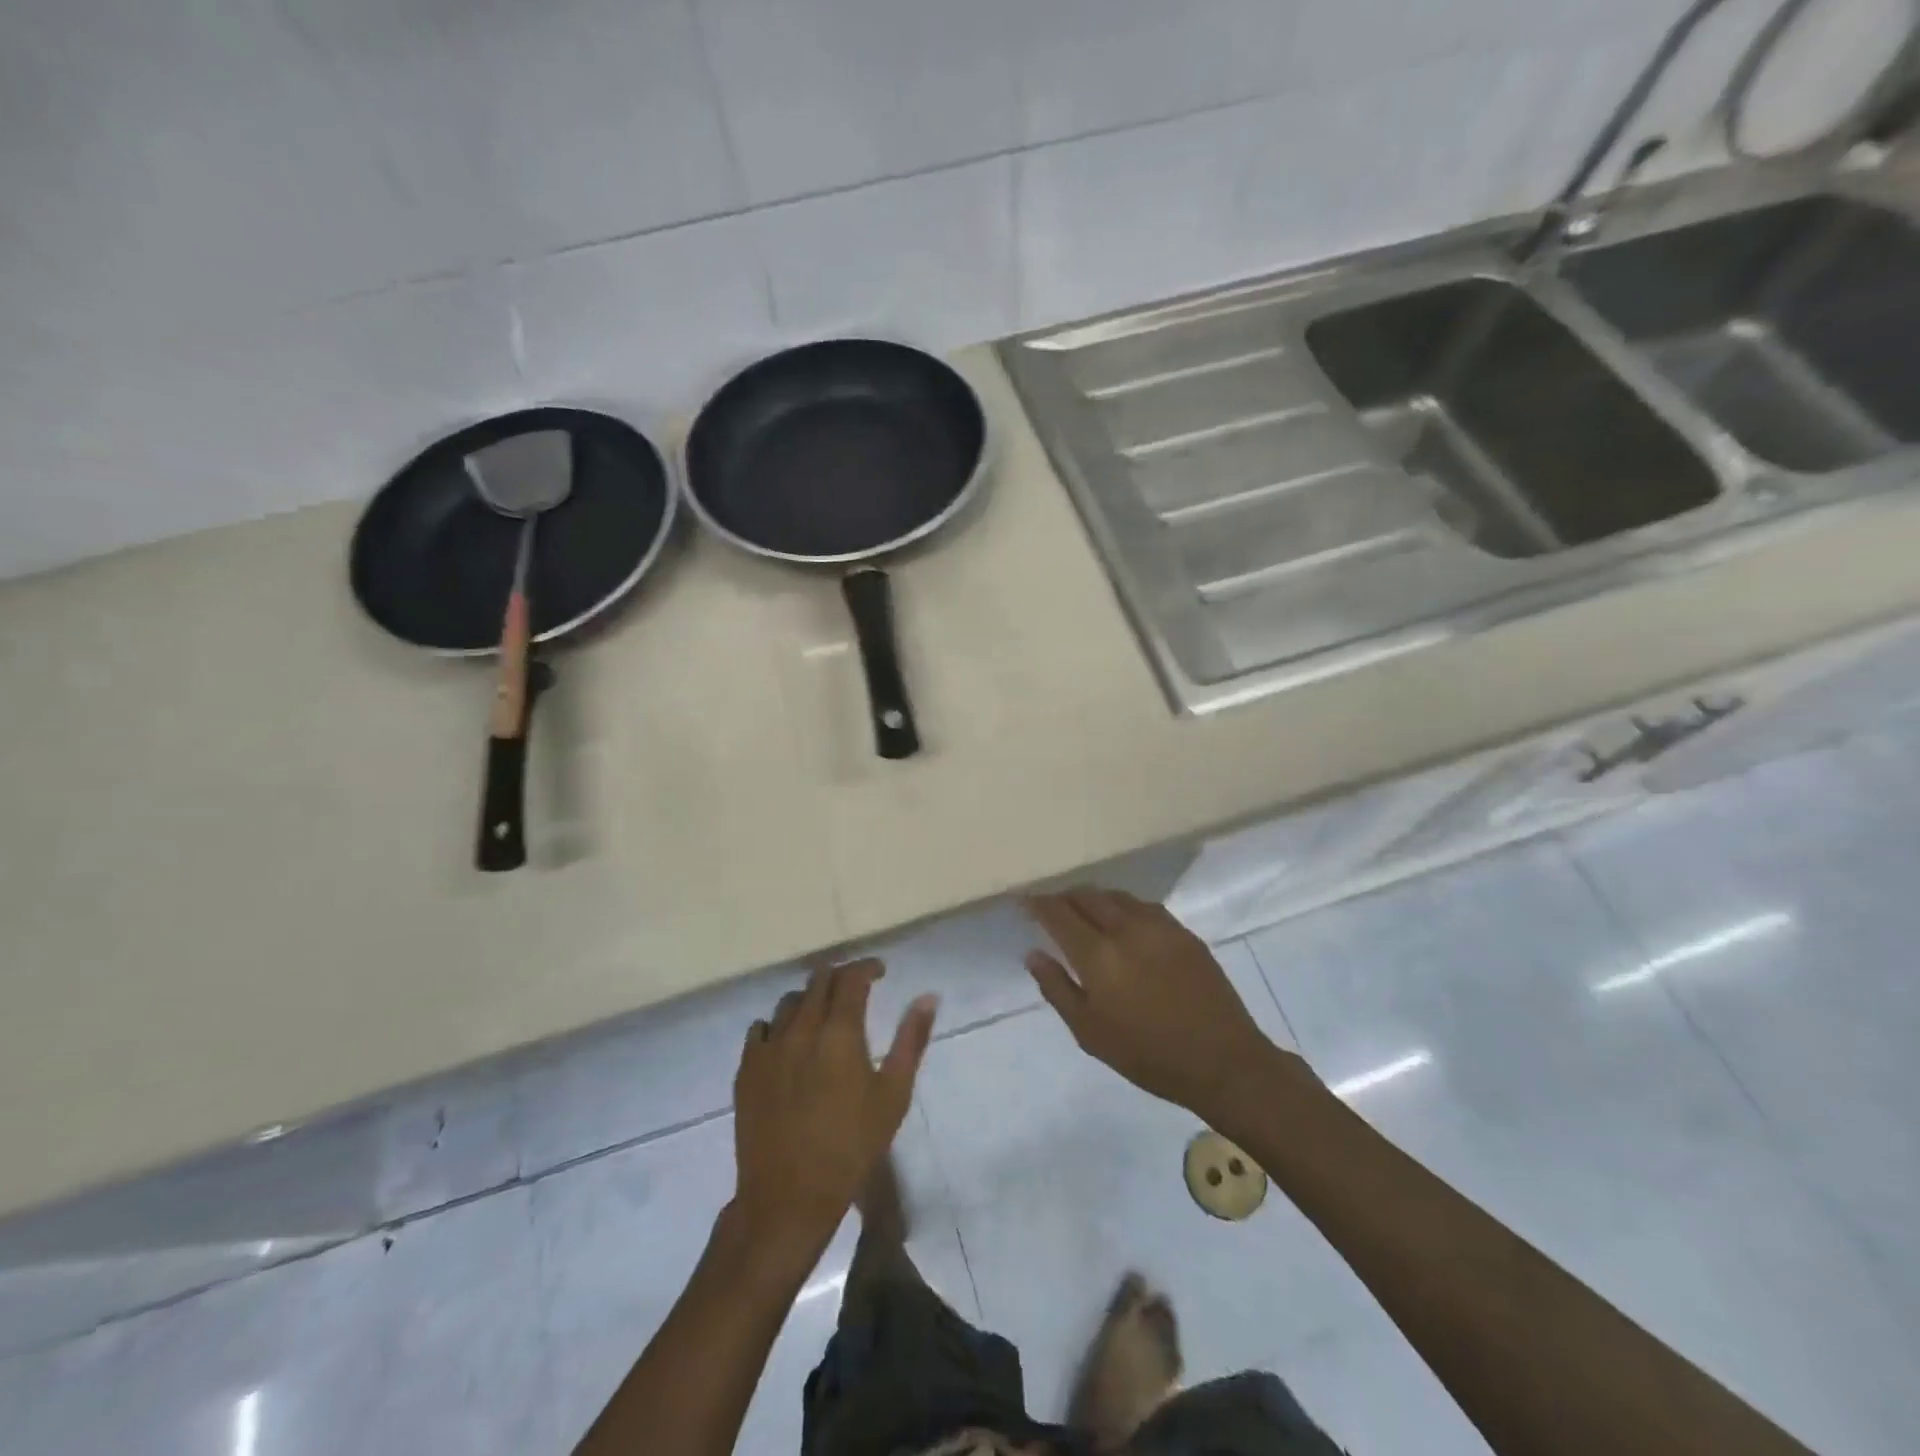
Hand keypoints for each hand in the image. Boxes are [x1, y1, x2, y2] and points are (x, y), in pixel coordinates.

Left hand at [732, 960, 936, 1260]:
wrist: (789, 1198)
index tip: (880, 971)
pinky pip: (760, 1029)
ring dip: (810, 998)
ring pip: (789, 1001)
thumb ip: (911, 1040)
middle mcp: (801, 1028)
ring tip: (823, 1015)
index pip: (852, 978)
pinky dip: (778, 1025)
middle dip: (840, 977)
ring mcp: (768, 1047)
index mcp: (839, 1032)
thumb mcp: (893, 1095)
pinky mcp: (746, 1069)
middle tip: (856, 989)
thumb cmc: (851, 1147)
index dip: (867, 967)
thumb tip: (928, 997)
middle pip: (818, 981)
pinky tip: (788, 1042)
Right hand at [1025, 888, 1278, 1119]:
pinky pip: (1143, 906)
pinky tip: (1123, 921)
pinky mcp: (1183, 932)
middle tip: (1052, 907)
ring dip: (1093, 898)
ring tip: (1084, 911)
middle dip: (1064, 897)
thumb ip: (1057, 988)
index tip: (1024, 901)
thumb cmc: (1147, 1055)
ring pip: (1116, 896)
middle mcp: (1125, 929)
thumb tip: (1033, 954)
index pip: (1058, 914)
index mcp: (1098, 955)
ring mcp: (1158, 926)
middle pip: (1086, 896)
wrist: (1222, 1061)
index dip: (1038, 904)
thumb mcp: (1090, 1033)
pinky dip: (1123, 906)